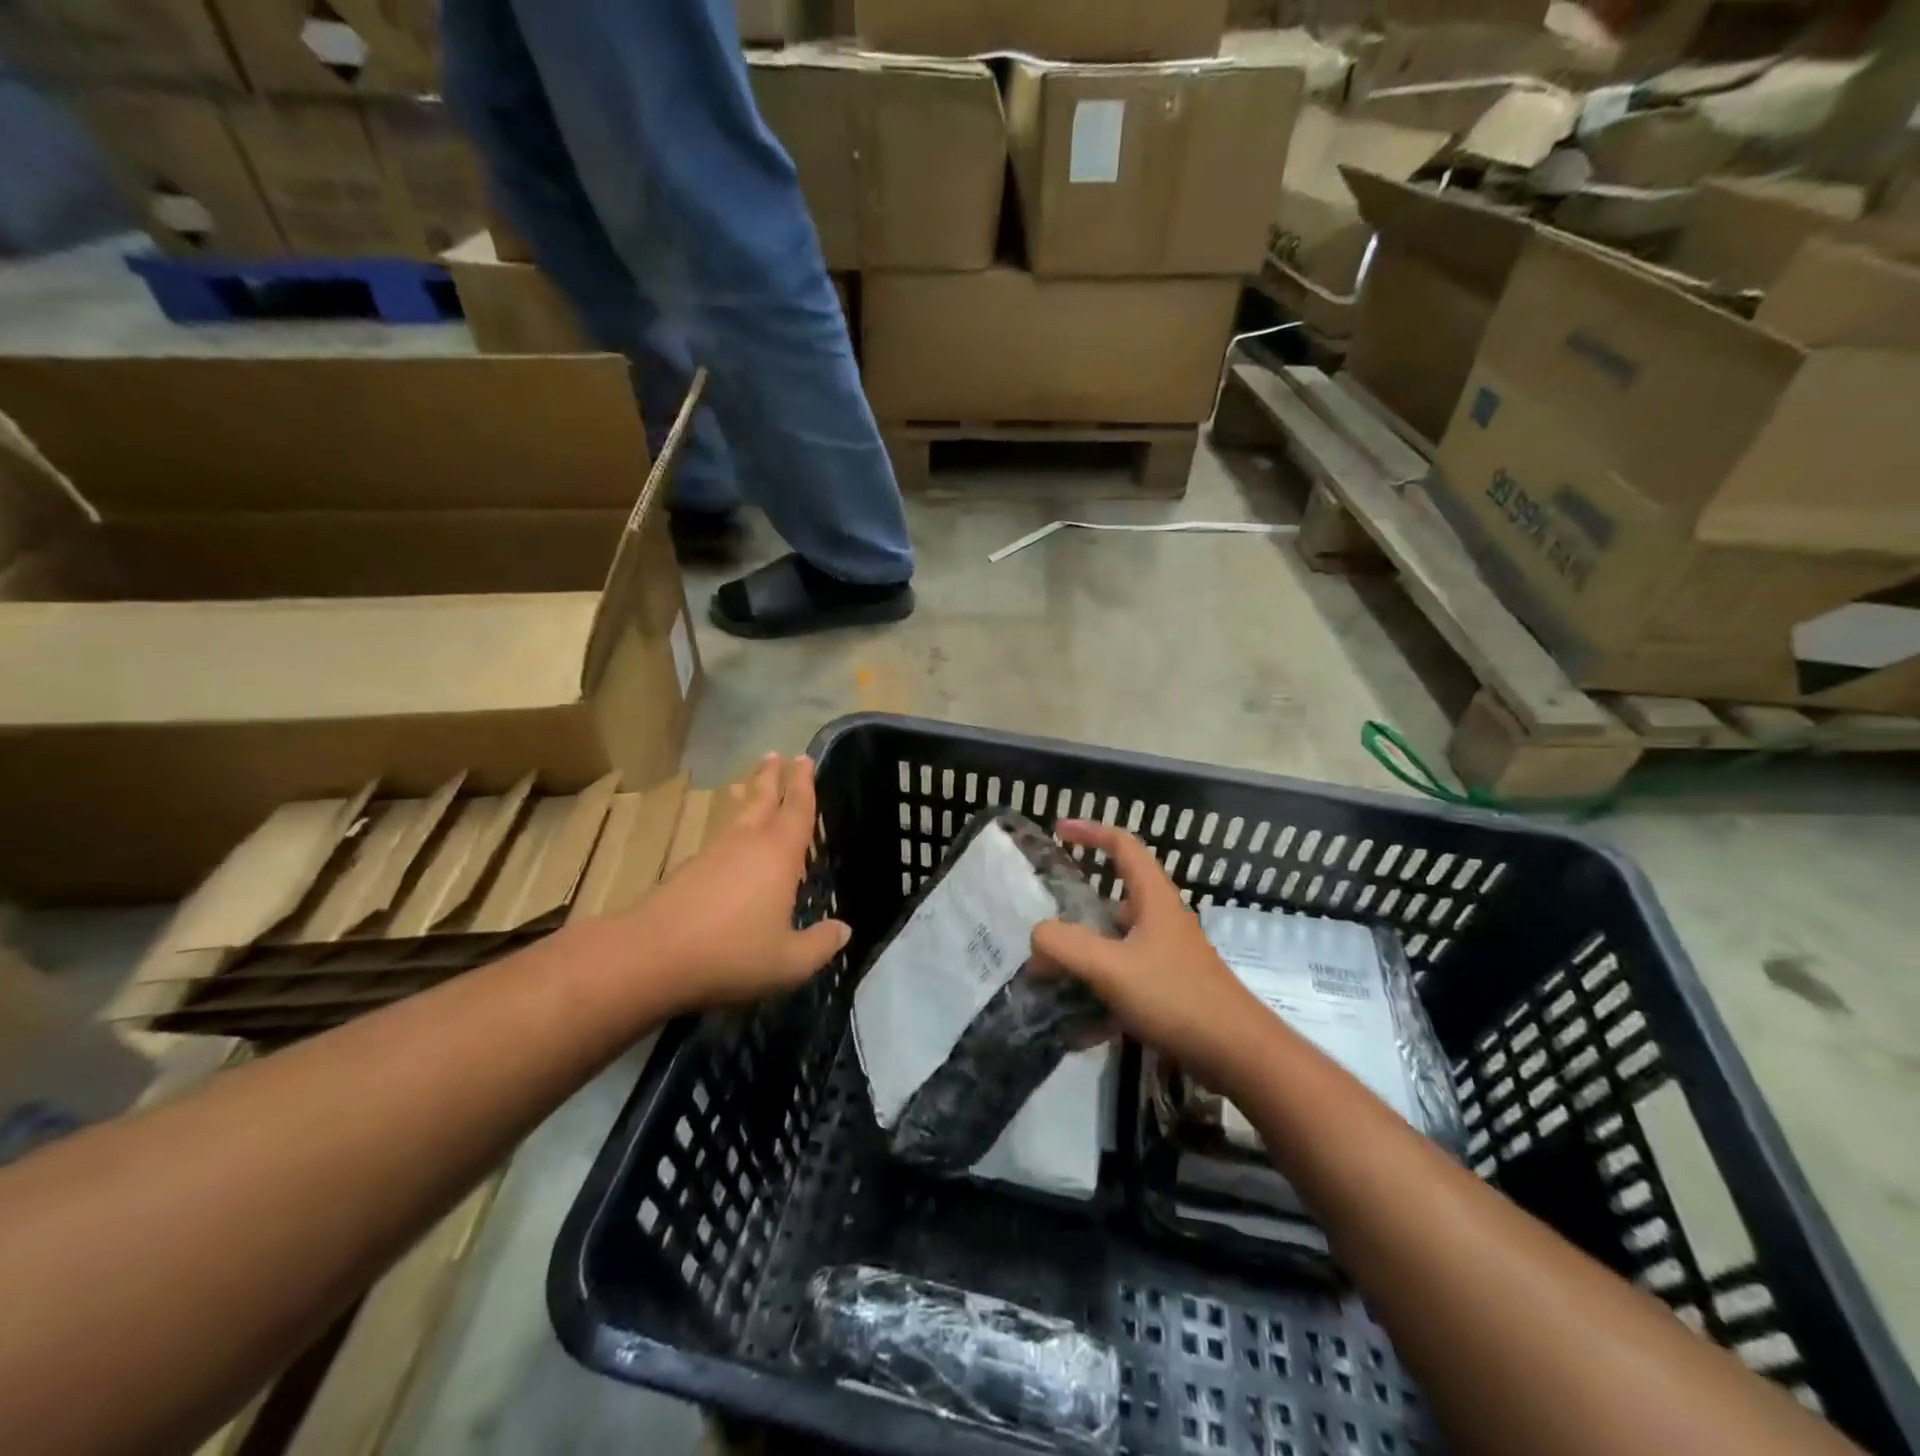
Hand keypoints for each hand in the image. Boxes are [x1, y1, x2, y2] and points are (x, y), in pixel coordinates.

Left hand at [633, 754, 849, 1010]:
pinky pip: (718, 837)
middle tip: (776, 754)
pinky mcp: (689, 869)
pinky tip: (727, 841)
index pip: (797, 809)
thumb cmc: (731, 953)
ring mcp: (714, 853)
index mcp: (778, 854)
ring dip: (745, 796)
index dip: (803, 783)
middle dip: (771, 777)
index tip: (804, 758)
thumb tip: (844, 930)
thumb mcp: (788, 961)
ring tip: (746, 784)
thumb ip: (819, 945)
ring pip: (736, 815)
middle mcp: (747, 843)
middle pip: (762, 799)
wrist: (651, 956)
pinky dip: (727, 827)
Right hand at [1031, 820, 1262, 1081]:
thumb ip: (1066, 946)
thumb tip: (1037, 937)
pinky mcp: (1168, 990)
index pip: (1123, 845)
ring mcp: (1166, 957)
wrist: (1239, 1055)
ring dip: (1083, 957)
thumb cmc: (1176, 997)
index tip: (1058, 831)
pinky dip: (1099, 994)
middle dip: (1076, 908)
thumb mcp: (1112, 968)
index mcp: (1153, 899)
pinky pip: (1123, 981)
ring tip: (1049, 977)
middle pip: (1113, 897)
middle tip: (1044, 924)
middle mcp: (1160, 921)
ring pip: (1115, 943)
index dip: (1090, 831)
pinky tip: (1078, 1027)